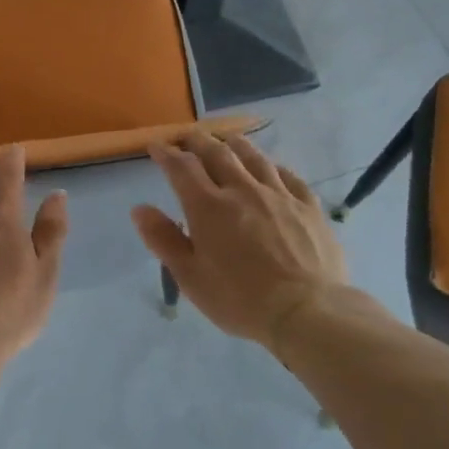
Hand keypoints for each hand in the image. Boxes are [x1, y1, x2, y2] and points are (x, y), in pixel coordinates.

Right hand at [131, 132, 349, 350]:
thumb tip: (139, 208)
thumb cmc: (240, 299)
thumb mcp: (190, 277)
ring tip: (226, 139)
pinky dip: (273, 165)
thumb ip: (163, 239)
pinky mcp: (308, 206)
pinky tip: (271, 167)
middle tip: (187, 136)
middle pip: (216, 153)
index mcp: (208, 206)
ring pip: (253, 157)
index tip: (155, 146)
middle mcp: (242, 190)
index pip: (181, 167)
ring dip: (234, 144)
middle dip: (197, 140)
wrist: (307, 311)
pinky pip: (288, 175)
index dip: (165, 153)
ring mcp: (279, 194)